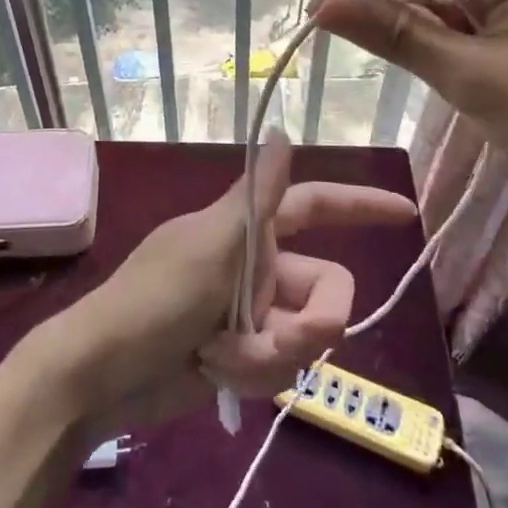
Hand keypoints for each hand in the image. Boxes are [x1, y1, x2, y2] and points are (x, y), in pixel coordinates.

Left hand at [28, 133, 416, 438]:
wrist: (102, 376)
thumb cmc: (153, 299)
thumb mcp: (210, 245)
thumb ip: (256, 199)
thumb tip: (281, 131)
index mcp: (249, 229)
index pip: (315, 205)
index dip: (359, 205)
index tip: (405, 213)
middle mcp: (257, 266)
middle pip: (327, 290)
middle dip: (312, 323)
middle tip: (278, 340)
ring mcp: (251, 314)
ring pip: (306, 339)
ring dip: (270, 355)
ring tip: (221, 357)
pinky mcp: (243, 356)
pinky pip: (280, 369)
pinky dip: (253, 374)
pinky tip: (213, 372)